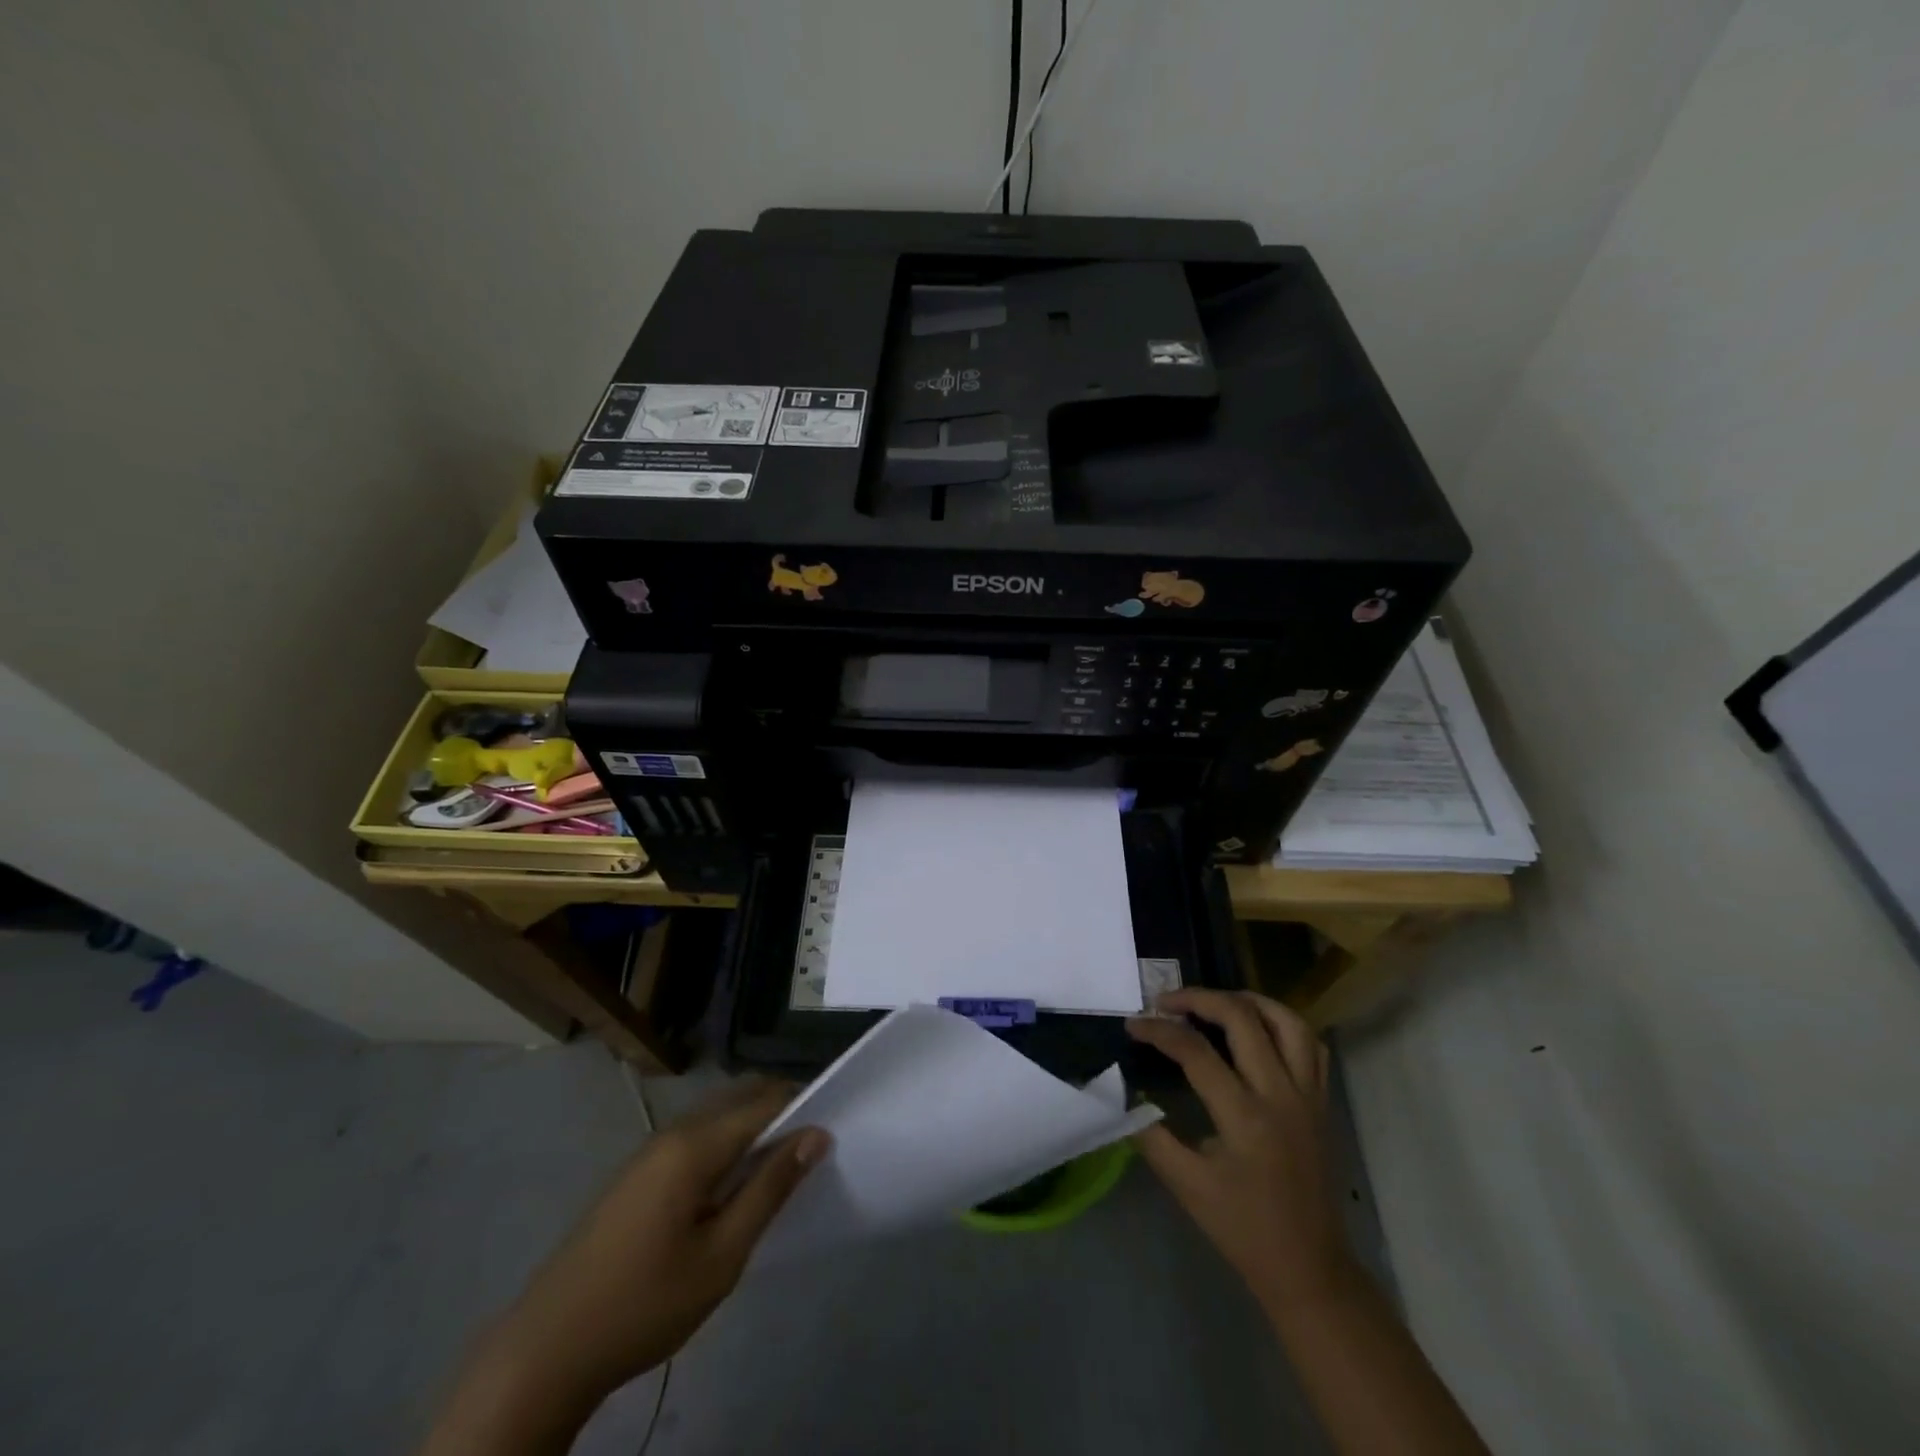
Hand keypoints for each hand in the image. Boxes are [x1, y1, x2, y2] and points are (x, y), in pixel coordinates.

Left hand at [422, 1081, 827, 1454]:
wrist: (546, 1350)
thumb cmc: (644, 1303)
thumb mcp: (721, 1255)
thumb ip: (769, 1189)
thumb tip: (816, 1136)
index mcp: (694, 1144)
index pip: (764, 1101)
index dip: (804, 1106)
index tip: (835, 1128)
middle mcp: (673, 1132)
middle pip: (740, 1098)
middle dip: (781, 1111)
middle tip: (809, 1153)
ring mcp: (650, 1150)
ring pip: (717, 1116)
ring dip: (753, 1128)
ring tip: (777, 1171)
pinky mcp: (638, 1172)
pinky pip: (696, 1137)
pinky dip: (726, 1144)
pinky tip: (732, 1188)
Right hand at [1126, 990, 1353, 1316]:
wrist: (1308, 1268)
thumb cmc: (1243, 1229)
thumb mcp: (1185, 1186)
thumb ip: (1151, 1135)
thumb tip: (1126, 1094)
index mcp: (1245, 1118)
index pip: (1195, 1052)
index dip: (1158, 1030)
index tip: (1132, 1024)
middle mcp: (1281, 1095)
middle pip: (1242, 1018)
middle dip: (1198, 998)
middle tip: (1166, 1001)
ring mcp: (1308, 1095)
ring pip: (1286, 1021)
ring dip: (1246, 1000)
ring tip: (1213, 1001)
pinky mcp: (1321, 1101)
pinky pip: (1310, 1045)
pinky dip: (1282, 1023)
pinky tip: (1257, 1027)